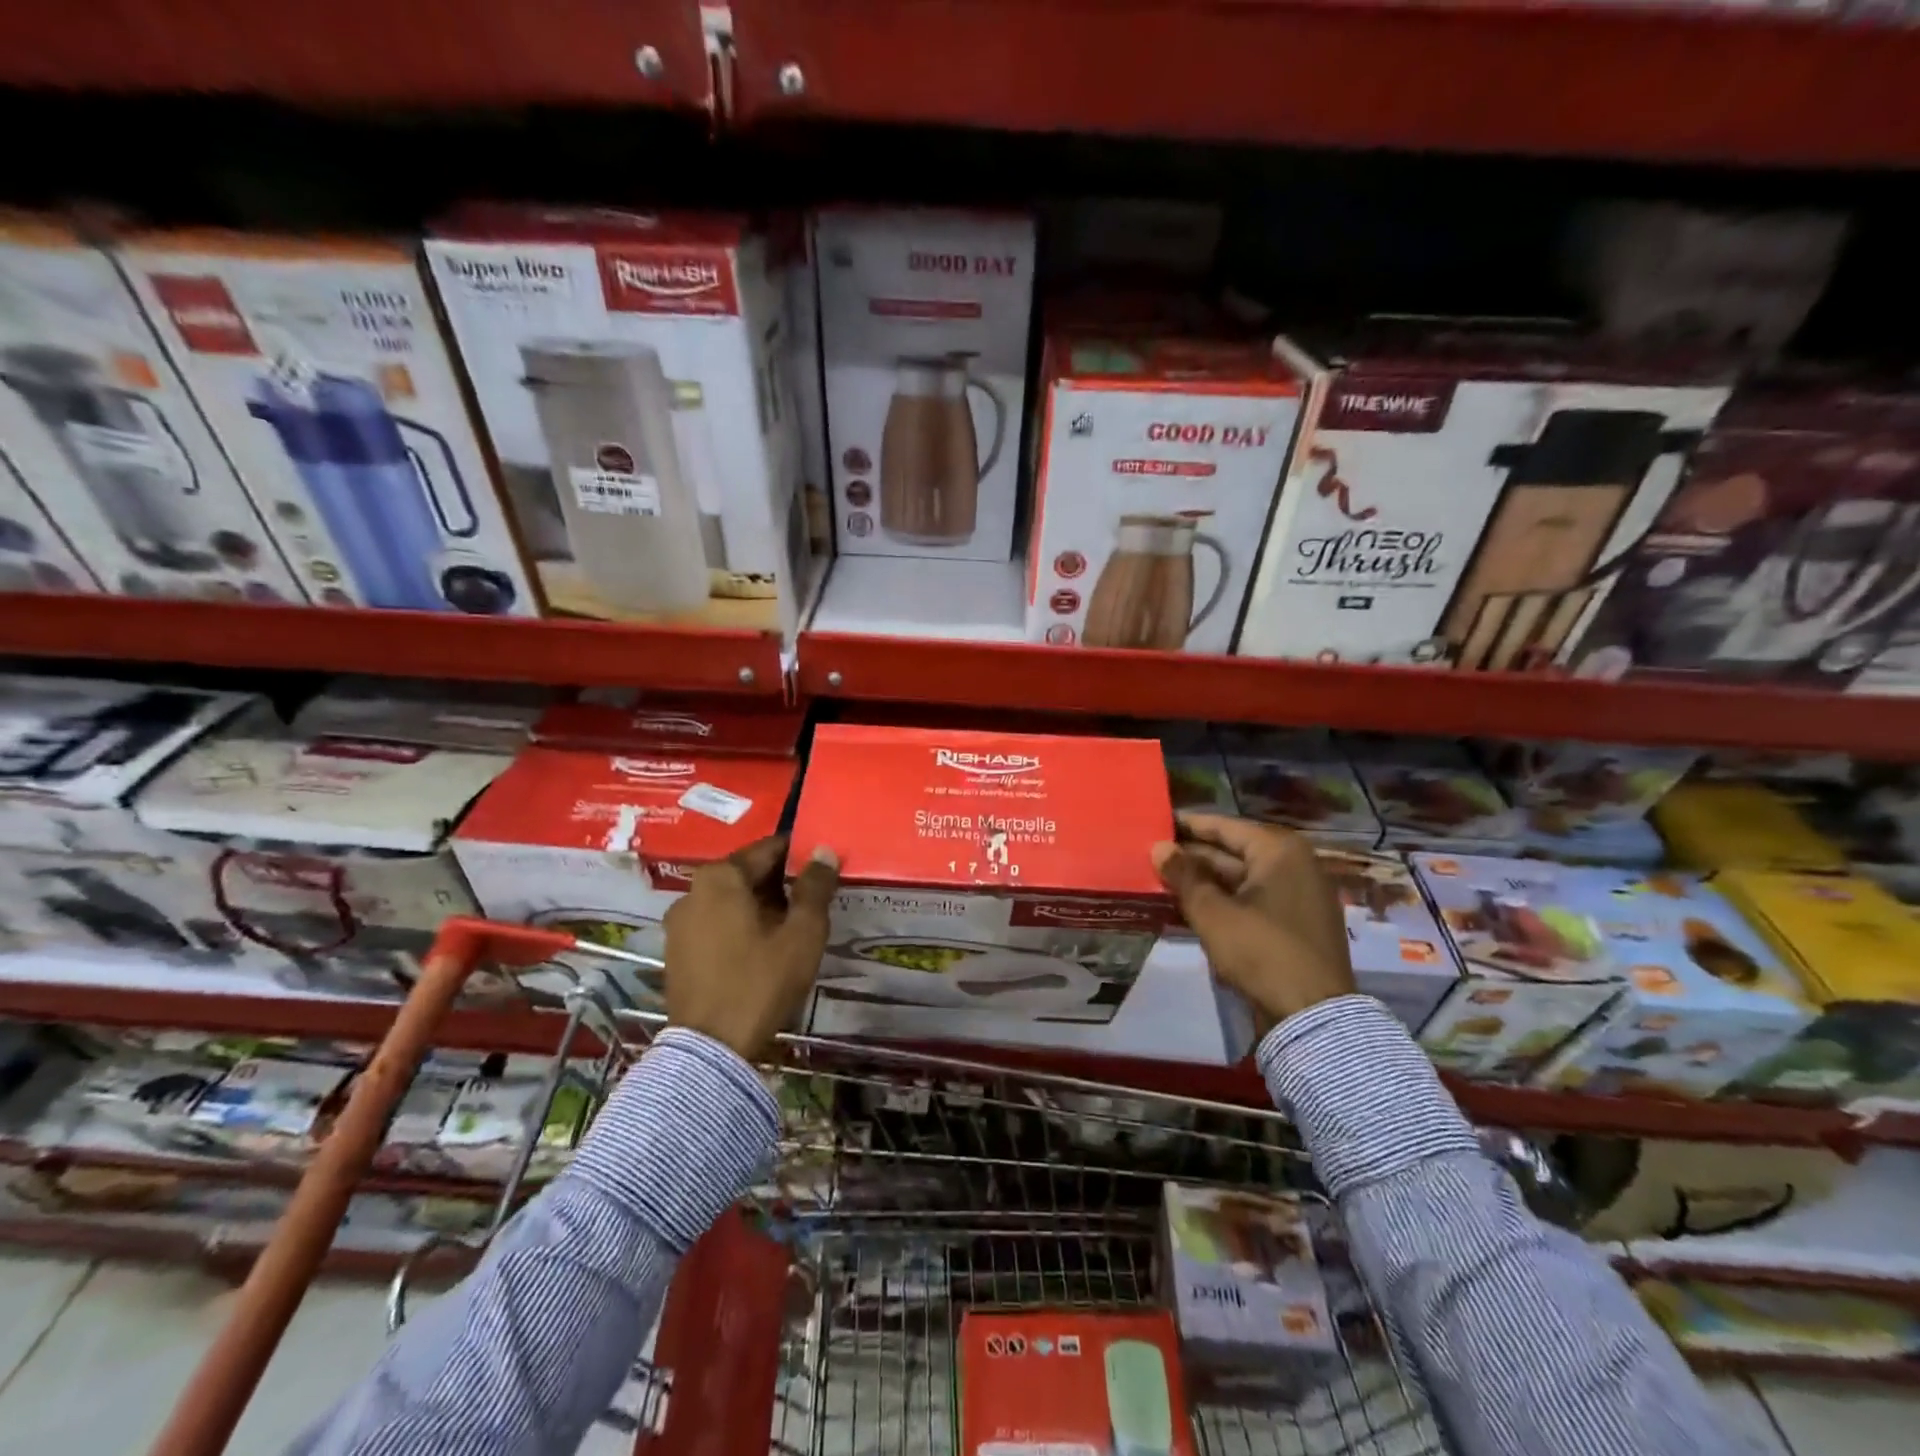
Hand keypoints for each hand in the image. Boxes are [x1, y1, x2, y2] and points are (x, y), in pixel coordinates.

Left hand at [663, 835, 839, 1059]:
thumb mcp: (802, 933)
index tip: (825, 868)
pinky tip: (765, 948)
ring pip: (732, 900)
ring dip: (763, 905)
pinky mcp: (677, 951)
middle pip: (748, 873)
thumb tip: (824, 851)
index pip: (769, 849)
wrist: (710, 1050)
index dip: (801, 855)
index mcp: (720, 877)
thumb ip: (815, 887)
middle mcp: (693, 891)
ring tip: (795, 926)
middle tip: (816, 899)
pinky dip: (741, 926)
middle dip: (783, 882)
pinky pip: (717, 923)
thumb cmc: (760, 982)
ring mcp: (680, 923)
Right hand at [1150, 814, 1354, 1035]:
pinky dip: (1224, 901)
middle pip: (1234, 852)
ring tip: (1163, 881)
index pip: (1225, 827)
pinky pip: (1253, 900)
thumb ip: (1184, 875)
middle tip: (1153, 857)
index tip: (1157, 824)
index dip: (1188, 826)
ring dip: (1205, 882)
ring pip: (1241, 879)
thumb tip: (1159, 847)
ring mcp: (1299, 895)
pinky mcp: (1296, 923)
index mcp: (1280, 851)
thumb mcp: (1212, 912)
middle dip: (1193, 857)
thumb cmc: (1261, 950)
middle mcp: (1295, 865)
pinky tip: (1190, 906)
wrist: (1311, 1015)